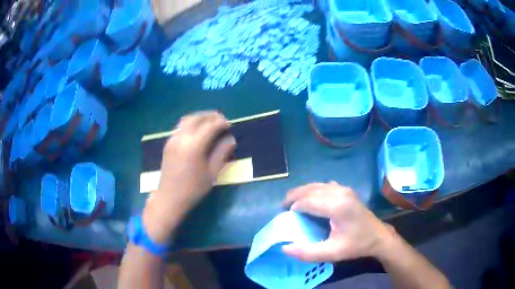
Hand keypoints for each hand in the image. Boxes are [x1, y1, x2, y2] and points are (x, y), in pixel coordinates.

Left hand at [143, 111, 235, 243]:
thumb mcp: (212, 173)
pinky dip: (191, 123)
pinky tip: (197, 130)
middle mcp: (182, 137)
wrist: (169, 197)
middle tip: (221, 120)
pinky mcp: (168, 143)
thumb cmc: (193, 188)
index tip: (229, 125)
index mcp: (194, 145)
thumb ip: (222, 153)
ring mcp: (173, 139)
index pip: (210, 126)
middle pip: (197, 118)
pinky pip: (180, 126)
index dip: (221, 123)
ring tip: (210, 122)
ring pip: (187, 119)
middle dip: (211, 116)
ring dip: (200, 117)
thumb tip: (231, 139)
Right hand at [282, 182, 395, 261]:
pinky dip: (313, 190)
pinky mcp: (346, 190)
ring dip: (303, 192)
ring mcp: (344, 189)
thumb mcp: (332, 253)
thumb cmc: (356, 245)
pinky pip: (324, 185)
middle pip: (310, 189)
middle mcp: (340, 192)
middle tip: (283, 207)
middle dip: (294, 196)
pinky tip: (310, 198)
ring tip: (292, 202)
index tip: (285, 216)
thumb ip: (308, 253)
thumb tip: (285, 248)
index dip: (294, 207)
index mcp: (337, 206)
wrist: (378, 236)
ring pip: (316, 185)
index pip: (307, 201)